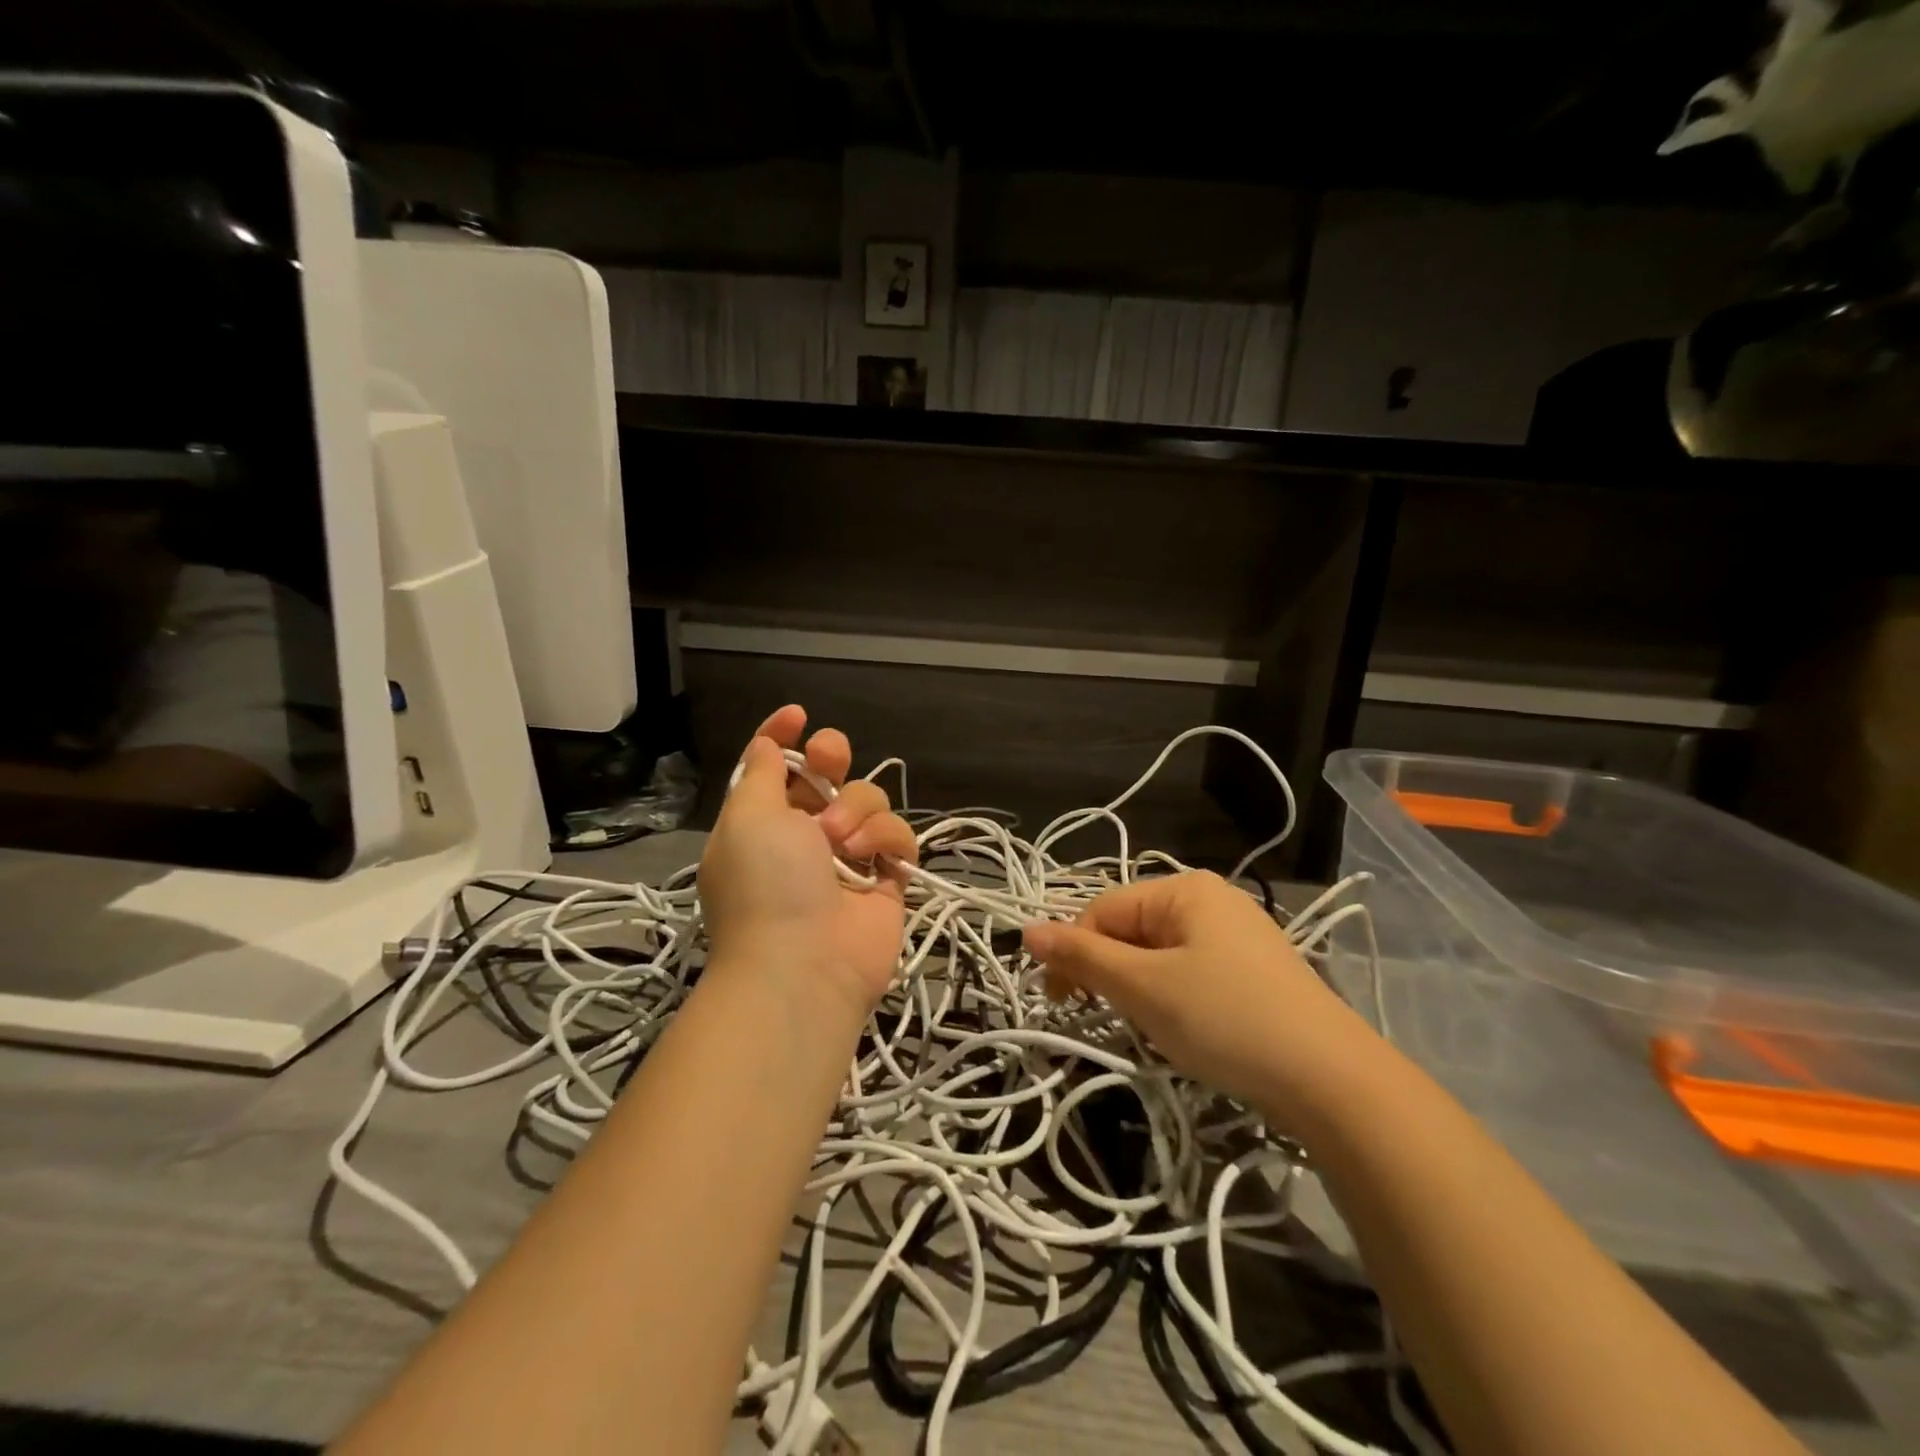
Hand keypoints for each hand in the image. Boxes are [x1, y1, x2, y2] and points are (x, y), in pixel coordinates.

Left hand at [699, 705, 917, 1014]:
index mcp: (761, 820)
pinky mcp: (886, 876)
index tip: (797, 715)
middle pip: (828, 774)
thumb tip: (765, 745)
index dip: (782, 737)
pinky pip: (897, 835)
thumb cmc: (765, 883)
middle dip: (831, 758)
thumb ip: (759, 773)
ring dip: (856, 809)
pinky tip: (872, 857)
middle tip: (829, 761)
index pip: (772, 767)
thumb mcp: (747, 818)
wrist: (804, 966)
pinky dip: (886, 838)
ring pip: (868, 799)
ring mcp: (848, 856)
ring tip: (841, 842)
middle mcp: (804, 834)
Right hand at [1022, 871, 1382, 1119]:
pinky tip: (1189, 1030)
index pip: (1103, 910)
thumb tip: (1025, 930)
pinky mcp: (1254, 971)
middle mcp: (1211, 899)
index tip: (1062, 1003)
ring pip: (1159, 955)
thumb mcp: (1143, 987)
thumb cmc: (1225, 1018)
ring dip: (1141, 990)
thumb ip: (1082, 956)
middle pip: (1132, 929)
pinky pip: (1191, 972)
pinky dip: (1174, 999)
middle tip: (1114, 1018)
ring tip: (1155, 1028)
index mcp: (1184, 889)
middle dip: (1112, 973)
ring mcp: (1237, 935)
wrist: (1331, 1080)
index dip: (1074, 953)